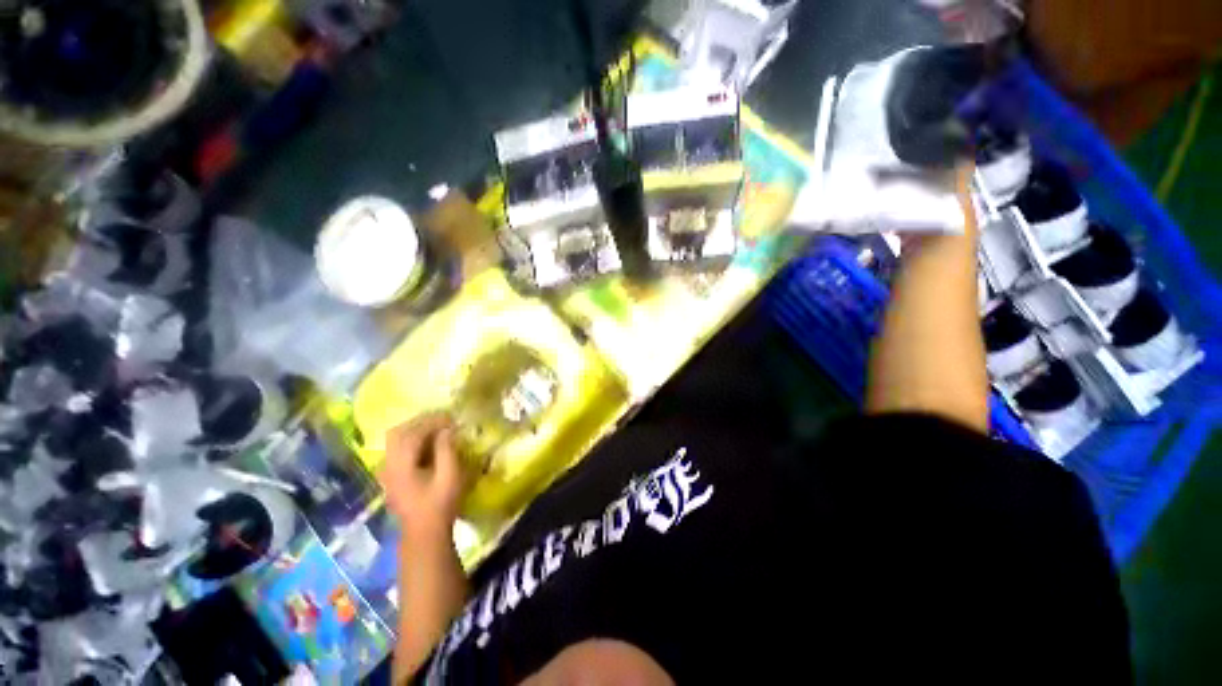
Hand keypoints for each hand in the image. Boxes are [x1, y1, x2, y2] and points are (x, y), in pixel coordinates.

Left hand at [379, 412, 465, 543]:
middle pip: (397, 432)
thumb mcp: (449, 476)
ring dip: (415, 429)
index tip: (450, 417)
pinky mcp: (391, 476)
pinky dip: (411, 439)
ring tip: (436, 428)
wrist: (424, 533)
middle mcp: (389, 465)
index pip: (413, 433)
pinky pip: (397, 449)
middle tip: (441, 420)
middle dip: (420, 422)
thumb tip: (446, 429)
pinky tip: (427, 443)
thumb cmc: (440, 504)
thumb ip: (446, 450)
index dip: (432, 421)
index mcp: (401, 465)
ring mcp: (387, 471)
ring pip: (395, 440)